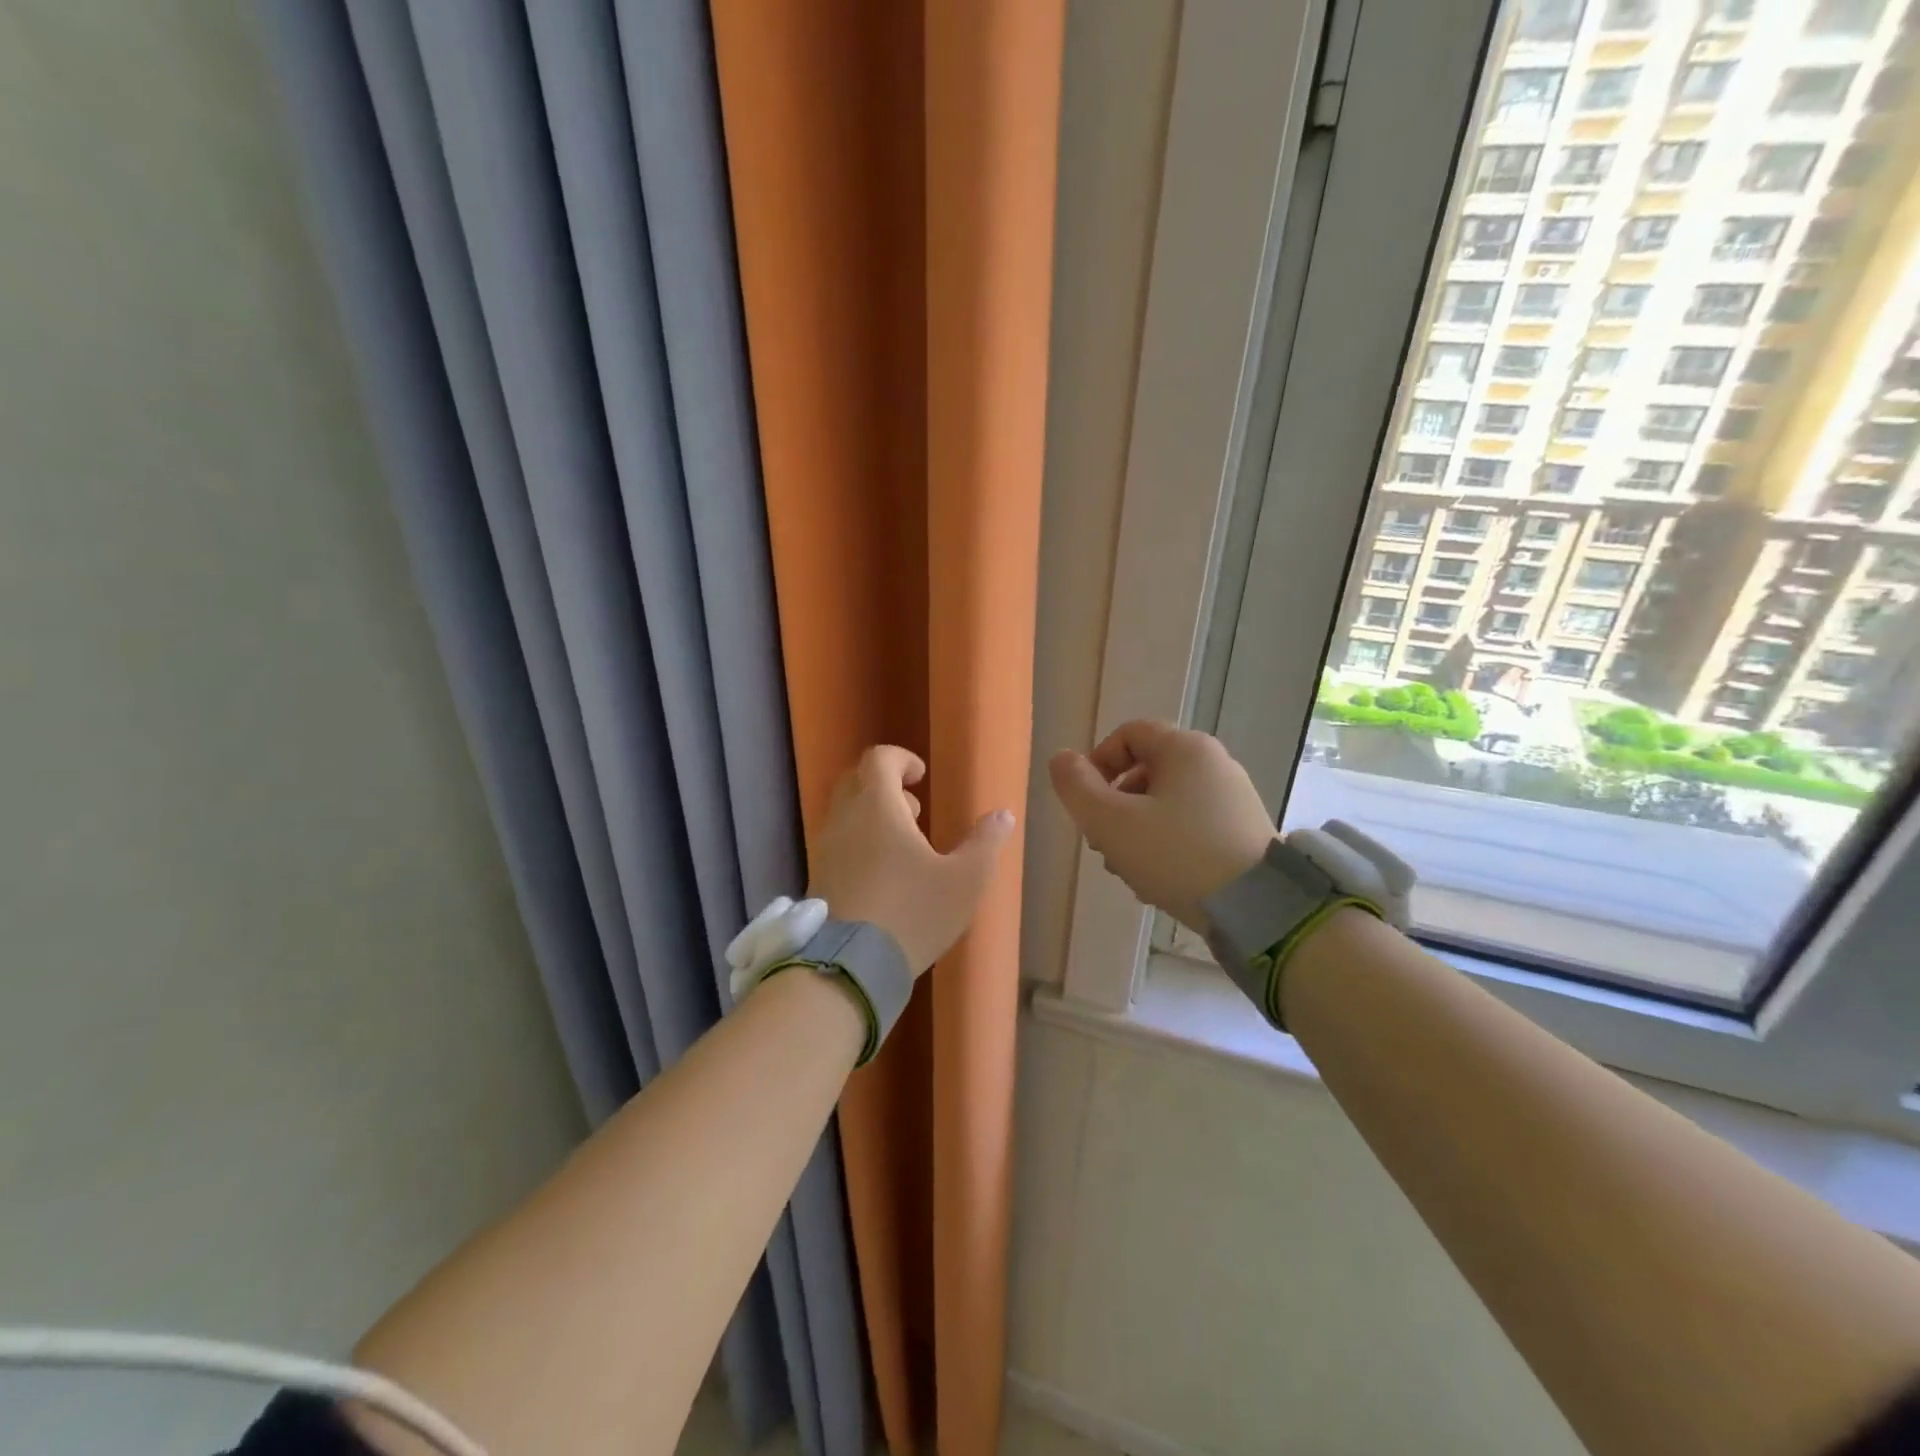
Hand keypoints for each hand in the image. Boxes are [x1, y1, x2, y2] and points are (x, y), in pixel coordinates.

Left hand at [808, 746, 1016, 974]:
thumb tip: (1002, 815)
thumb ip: (985, 843)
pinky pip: (838, 842)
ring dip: (872, 816)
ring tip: (904, 846)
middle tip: (914, 810)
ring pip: (845, 813)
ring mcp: (825, 848)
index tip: (921, 776)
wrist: (849, 965)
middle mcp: (844, 819)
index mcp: (877, 806)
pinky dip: (859, 841)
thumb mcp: (964, 880)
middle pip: (857, 781)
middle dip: (886, 786)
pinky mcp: (818, 877)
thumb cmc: (912, 912)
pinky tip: (883, 874)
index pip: (879, 759)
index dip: (901, 759)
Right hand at [1049, 721, 1275, 932]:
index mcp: (1185, 749)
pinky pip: (1192, 825)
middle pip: (1146, 770)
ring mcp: (1233, 798)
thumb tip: (1061, 759)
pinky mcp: (1244, 831)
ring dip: (1137, 829)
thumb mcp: (1111, 822)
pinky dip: (1167, 843)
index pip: (1128, 734)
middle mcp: (1214, 763)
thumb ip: (1076, 787)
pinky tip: (1159, 880)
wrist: (1257, 909)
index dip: (1097, 762)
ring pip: (1167, 802)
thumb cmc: (1175, 855)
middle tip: (1102, 842)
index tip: (1086, 802)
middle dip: (1115, 805)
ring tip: (1128, 869)